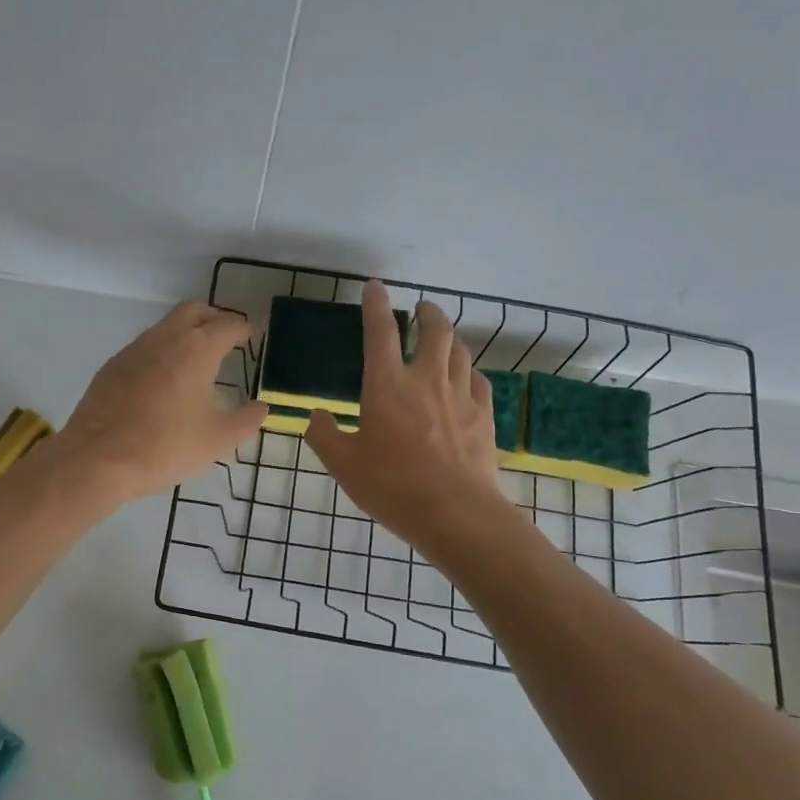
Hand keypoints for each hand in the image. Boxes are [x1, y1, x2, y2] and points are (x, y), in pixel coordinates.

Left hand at [59, 302, 267, 504]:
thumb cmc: (165, 447)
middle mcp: (165, 338)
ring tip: (198, 360)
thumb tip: (261, 407)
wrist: (97, 459)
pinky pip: (145, 346)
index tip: (254, 335)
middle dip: (215, 318)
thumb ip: (246, 420)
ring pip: (166, 326)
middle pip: (195, 311)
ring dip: (186, 332)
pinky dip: (163, 351)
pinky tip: (164, 380)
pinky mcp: (112, 366)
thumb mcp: (218, 440)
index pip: (228, 325)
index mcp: (196, 349)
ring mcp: (133, 349)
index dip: (245, 328)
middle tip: (228, 337)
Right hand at [304, 281, 502, 550]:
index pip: (379, 331)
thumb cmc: (392, 486)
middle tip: (421, 309)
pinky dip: (468, 371)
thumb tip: (316, 417)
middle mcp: (426, 379)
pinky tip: (464, 380)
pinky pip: (478, 380)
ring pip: (460, 351)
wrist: (455, 512)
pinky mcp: (483, 415)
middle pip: (434, 330)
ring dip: (449, 339)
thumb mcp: (343, 465)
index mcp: (387, 385)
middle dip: (427, 312)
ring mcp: (460, 396)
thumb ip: (324, 435)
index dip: (375, 304)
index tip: (374, 287)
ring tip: (442, 341)